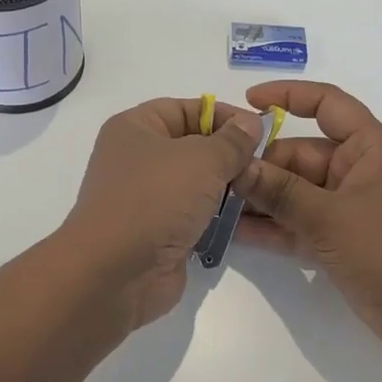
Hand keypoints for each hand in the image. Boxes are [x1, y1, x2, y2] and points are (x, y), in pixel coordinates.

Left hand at [61, 98, 262, 328]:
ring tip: (260, 189)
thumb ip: (231, 141)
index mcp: (135, 128)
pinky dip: (215, 215)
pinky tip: (244, 217)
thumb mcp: (202, 159)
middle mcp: (136, 158)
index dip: (223, 115)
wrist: (115, 272)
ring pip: (194, 182)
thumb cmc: (155, 199)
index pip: (185, 108)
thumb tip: (250, 124)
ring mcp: (145, 197)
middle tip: (266, 163)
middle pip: (192, 145)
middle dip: (229, 153)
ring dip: (225, 186)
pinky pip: (192, 213)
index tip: (260, 129)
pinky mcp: (156, 231)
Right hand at [234, 81, 381, 356]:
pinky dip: (270, 227)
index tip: (247, 101)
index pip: (327, 105)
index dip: (288, 95)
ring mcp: (344, 207)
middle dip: (260, 164)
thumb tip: (237, 166)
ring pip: (293, 191)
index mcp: (367, 148)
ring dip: (259, 198)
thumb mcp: (330, 217)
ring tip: (213, 202)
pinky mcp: (336, 239)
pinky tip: (232, 232)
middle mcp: (354, 170)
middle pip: (298, 154)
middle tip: (214, 176)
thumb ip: (281, 192)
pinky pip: (296, 223)